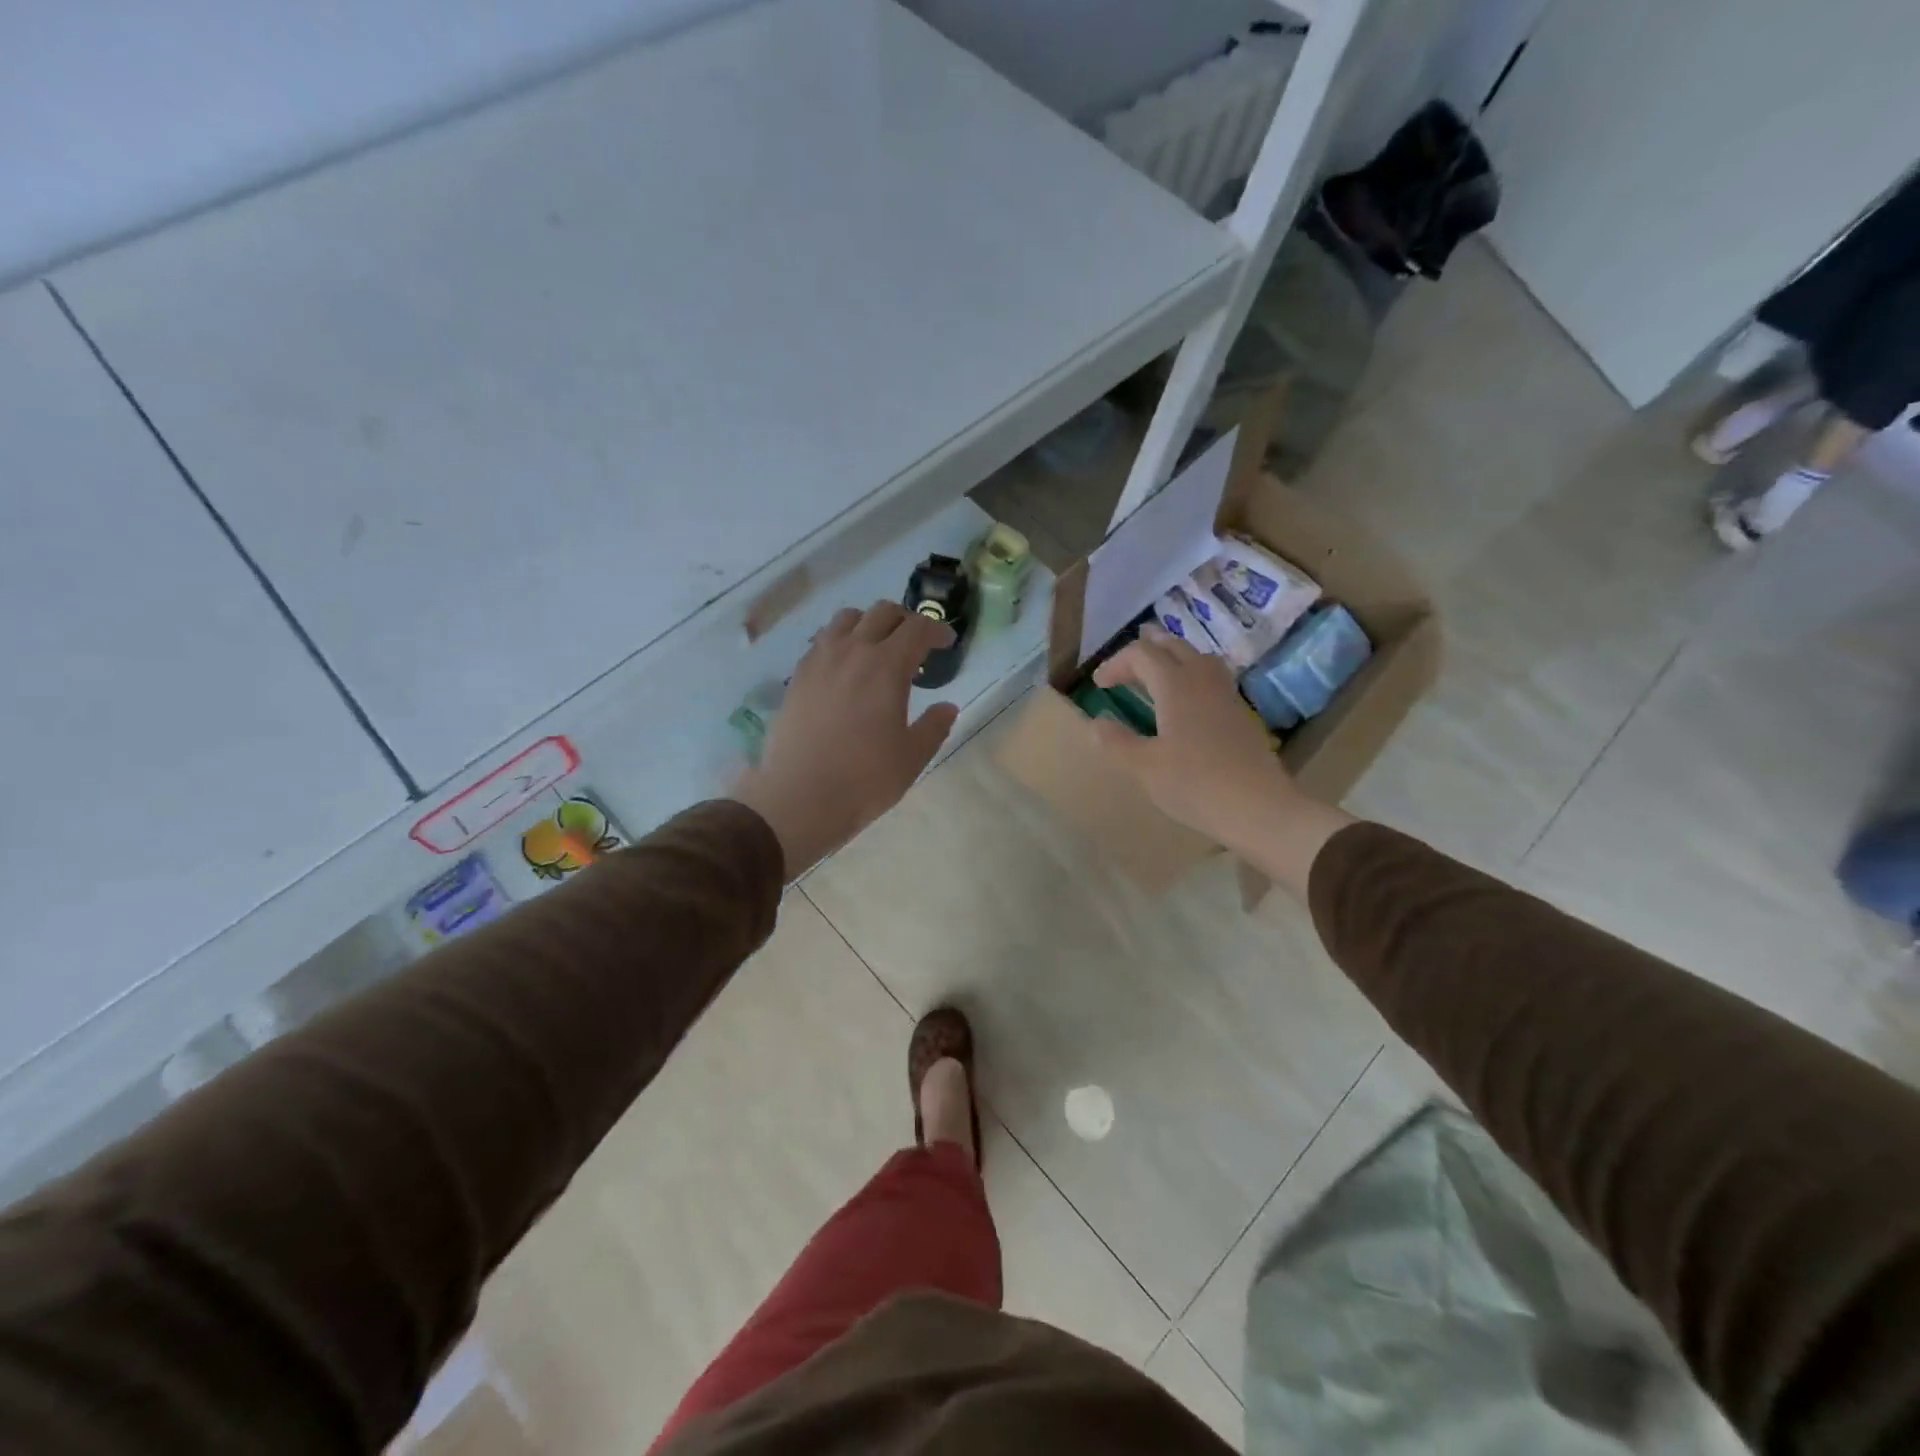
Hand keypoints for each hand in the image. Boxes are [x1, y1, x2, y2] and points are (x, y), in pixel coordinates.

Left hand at [731, 602, 957, 876]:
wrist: (799, 798)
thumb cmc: (864, 779)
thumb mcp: (912, 757)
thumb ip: (934, 726)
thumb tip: (947, 707)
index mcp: (887, 666)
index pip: (917, 628)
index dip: (937, 629)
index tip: (946, 642)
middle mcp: (852, 652)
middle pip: (882, 613)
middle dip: (905, 620)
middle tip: (916, 643)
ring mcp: (819, 661)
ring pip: (846, 619)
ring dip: (869, 624)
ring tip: (877, 647)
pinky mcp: (797, 677)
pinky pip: (822, 641)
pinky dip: (840, 641)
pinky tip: (845, 668)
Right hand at [1090, 624, 1292, 846]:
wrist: (1259, 808)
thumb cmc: (1195, 784)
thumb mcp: (1145, 767)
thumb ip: (1117, 742)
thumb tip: (1096, 724)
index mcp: (1175, 685)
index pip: (1142, 654)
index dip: (1116, 663)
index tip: (1099, 685)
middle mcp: (1202, 680)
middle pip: (1173, 647)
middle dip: (1145, 651)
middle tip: (1124, 669)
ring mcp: (1226, 695)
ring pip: (1199, 658)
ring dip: (1173, 658)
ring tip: (1157, 673)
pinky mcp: (1241, 713)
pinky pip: (1213, 678)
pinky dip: (1193, 676)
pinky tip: (1187, 701)